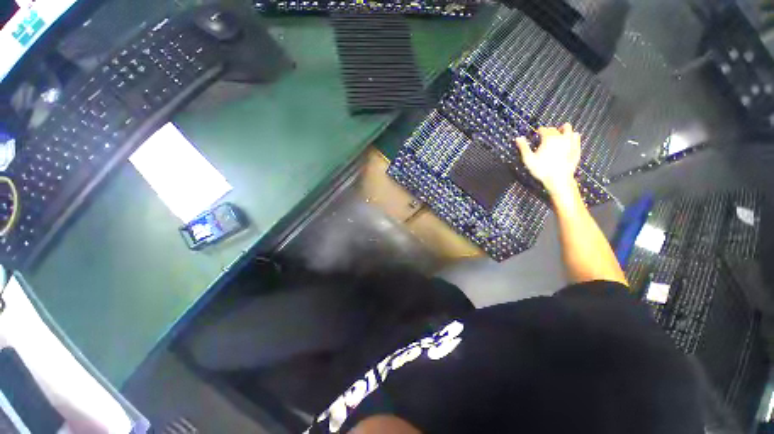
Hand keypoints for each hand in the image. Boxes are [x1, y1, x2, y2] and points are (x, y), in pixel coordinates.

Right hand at [515, 123, 580, 195]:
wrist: (558, 179)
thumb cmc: (541, 170)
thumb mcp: (528, 159)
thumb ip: (523, 147)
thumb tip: (518, 138)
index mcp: (548, 139)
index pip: (544, 130)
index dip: (540, 130)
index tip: (537, 132)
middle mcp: (560, 138)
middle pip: (555, 129)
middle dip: (550, 130)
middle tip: (546, 134)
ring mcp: (570, 142)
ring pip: (568, 129)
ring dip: (563, 129)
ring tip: (560, 132)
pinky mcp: (576, 148)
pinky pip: (576, 137)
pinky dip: (572, 136)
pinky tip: (570, 139)